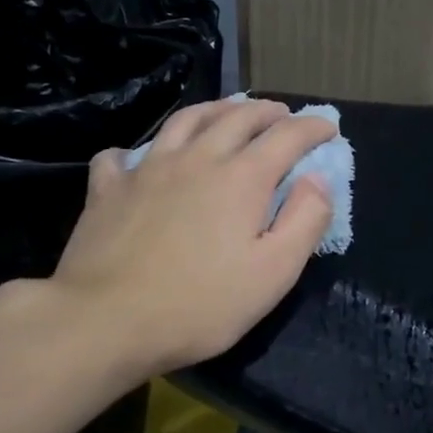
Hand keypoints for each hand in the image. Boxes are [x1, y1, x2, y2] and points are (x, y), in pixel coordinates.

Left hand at [26, 99, 336, 386]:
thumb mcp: (275, 273)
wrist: (104, 322)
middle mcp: (198, 159)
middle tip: (282, 115)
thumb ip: (305, 220)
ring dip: (214, 110)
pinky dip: (140, 150)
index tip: (328, 128)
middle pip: (238, 117)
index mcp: (242, 178)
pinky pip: (123, 155)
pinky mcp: (108, 189)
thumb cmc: (200, 304)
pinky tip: (142, 159)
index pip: (287, 136)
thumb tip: (317, 180)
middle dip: (267, 111)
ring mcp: (148, 169)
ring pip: (186, 120)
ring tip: (227, 113)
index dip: (312, 127)